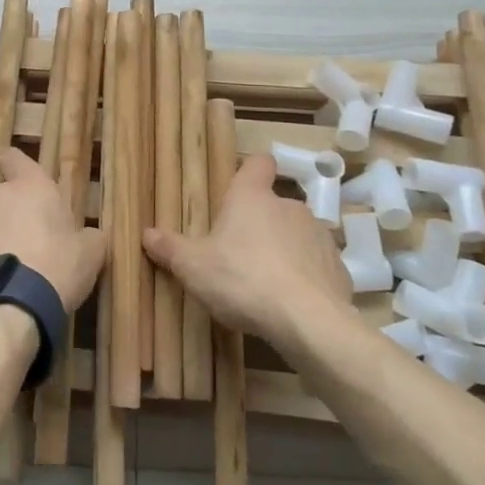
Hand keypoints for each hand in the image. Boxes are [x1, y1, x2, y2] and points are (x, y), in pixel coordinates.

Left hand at [0, 148, 106, 310]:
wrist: (11, 308)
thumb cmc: (57, 268)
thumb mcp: (90, 252)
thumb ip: (87, 236)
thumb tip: (87, 236)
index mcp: (28, 187)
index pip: (13, 157)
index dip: (14, 166)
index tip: (18, 178)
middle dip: (6, 214)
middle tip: (24, 243)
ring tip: (2, 269)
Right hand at [144, 153, 350, 345]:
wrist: (308, 321)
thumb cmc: (242, 279)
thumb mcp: (193, 266)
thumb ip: (170, 248)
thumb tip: (146, 233)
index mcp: (252, 197)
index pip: (257, 163)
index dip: (250, 170)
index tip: (239, 186)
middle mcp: (289, 206)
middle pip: (273, 204)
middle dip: (259, 224)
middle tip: (238, 253)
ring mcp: (318, 235)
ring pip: (297, 234)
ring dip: (284, 250)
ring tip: (266, 283)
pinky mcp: (338, 267)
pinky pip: (316, 265)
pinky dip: (305, 277)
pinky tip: (291, 302)